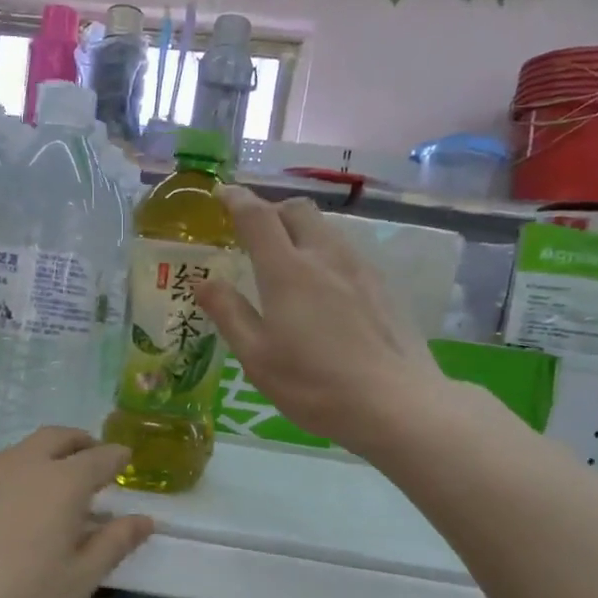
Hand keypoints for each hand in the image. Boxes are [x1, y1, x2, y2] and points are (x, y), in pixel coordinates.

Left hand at [0, 428, 154, 597]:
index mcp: (61, 483)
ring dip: (44, 457)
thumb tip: (144, 519)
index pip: (100, 458)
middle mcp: (22, 464)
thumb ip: (114, 544)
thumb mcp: (77, 581)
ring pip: (21, 450)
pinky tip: (4, 506)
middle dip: (81, 443)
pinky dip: (11, 473)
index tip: (125, 460)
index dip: (117, 457)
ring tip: (48, 486)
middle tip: (91, 458)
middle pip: (58, 437)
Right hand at [198, 188, 442, 456]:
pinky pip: (346, 253)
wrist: (394, 403)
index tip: (221, 194)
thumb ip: (229, 313)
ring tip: (287, 261)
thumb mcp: (257, 357)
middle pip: (297, 211)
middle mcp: (325, 257)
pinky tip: (324, 290)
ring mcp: (360, 269)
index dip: (236, 200)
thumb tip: (203, 281)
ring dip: (301, 232)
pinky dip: (325, 254)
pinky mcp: (383, 287)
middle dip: (272, 211)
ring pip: (326, 230)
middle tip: (254, 234)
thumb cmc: (313, 385)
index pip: (257, 217)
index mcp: (287, 271)